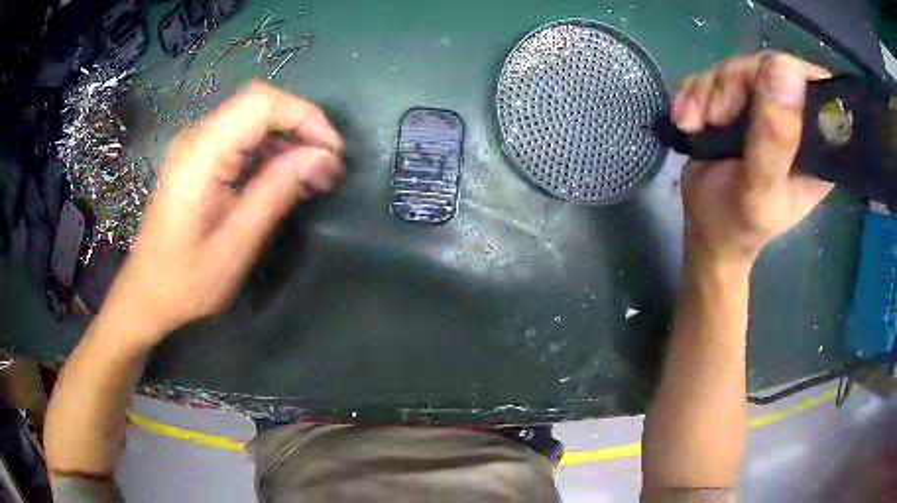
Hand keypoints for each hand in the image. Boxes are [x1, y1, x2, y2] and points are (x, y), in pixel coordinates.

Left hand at [99, 81, 343, 350]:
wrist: (146, 296)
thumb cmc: (185, 283)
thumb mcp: (236, 244)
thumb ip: (277, 193)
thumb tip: (323, 158)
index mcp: (200, 156)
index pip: (260, 104)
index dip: (304, 116)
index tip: (333, 152)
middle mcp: (195, 139)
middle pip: (258, 104)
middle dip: (300, 125)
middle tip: (327, 164)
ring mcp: (194, 147)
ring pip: (251, 118)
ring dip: (287, 137)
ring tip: (313, 173)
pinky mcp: (197, 160)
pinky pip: (239, 138)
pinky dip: (269, 149)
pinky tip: (285, 175)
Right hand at [673, 52, 833, 268]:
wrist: (706, 231)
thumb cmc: (738, 223)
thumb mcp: (760, 189)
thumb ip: (775, 138)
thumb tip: (785, 67)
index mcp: (818, 145)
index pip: (814, 85)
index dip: (788, 74)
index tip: (758, 96)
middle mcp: (797, 120)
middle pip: (769, 68)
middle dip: (733, 84)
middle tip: (714, 118)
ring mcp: (766, 108)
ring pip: (738, 68)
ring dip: (707, 92)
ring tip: (692, 124)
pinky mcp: (739, 102)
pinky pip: (715, 75)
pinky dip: (695, 93)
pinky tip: (687, 119)